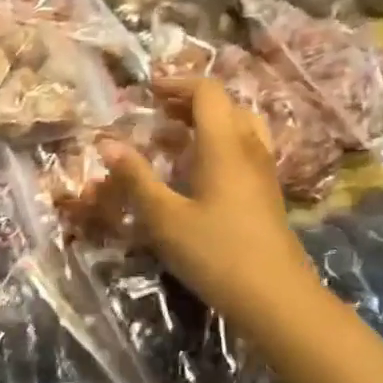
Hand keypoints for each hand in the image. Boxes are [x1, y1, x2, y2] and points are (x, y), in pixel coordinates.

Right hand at [99, 78, 323, 328]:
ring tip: (175, 139)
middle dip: (190, 102)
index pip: (207, 92)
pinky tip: (198, 172)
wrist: (275, 298)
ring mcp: (264, 172)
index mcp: (224, 145)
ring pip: (240, 127)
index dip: (177, 84)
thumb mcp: (163, 217)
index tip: (147, 92)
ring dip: (208, 123)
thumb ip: (135, 177)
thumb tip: (106, 143)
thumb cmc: (215, 252)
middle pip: (226, 105)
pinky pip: (245, 150)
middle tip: (157, 113)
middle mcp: (249, 149)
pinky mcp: (267, 194)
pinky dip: (220, 145)